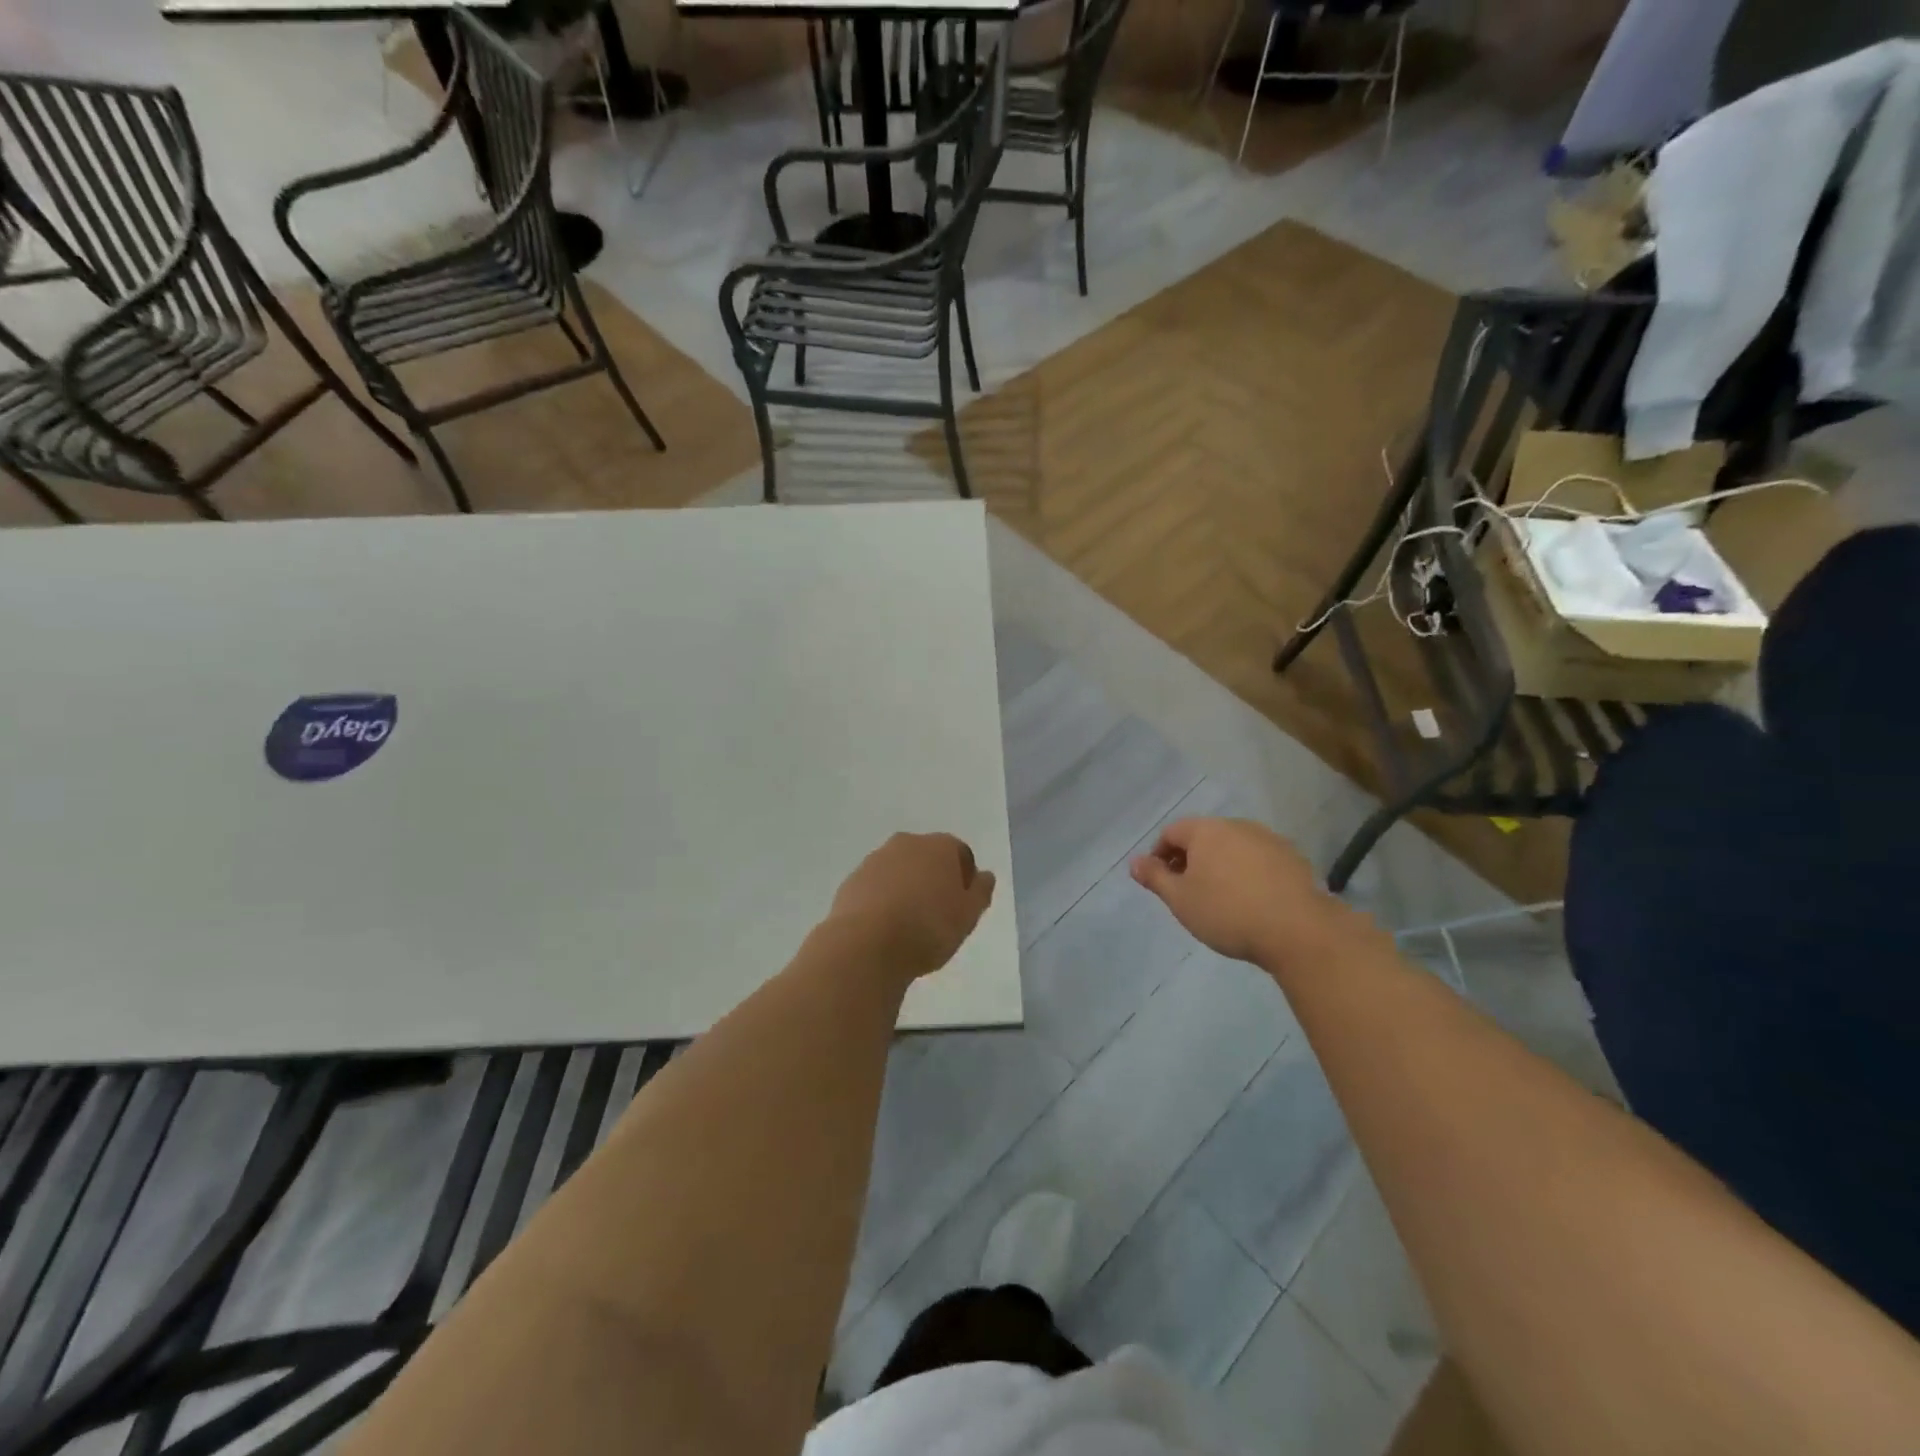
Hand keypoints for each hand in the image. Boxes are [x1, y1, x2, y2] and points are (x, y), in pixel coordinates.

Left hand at [827, 833, 996, 981]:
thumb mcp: (968, 915)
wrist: (866, 944)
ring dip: (907, 888)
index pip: (960, 853)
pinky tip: (885, 928)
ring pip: (899, 871)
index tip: (963, 905)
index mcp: (939, 846)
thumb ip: (981, 892)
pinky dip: (883, 900)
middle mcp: (907, 843)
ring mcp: (875, 860)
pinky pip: (876, 887)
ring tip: (909, 924)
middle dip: (934, 879)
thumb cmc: (928, 928)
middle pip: (927, 858)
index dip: (965, 878)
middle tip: (938, 914)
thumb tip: (984, 876)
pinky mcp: (852, 881)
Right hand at [1130, 817, 1351, 969]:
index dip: (1159, 855)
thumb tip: (1134, 861)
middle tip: (1186, 891)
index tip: (1160, 882)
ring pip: (1233, 847)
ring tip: (1219, 898)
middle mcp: (1237, 826)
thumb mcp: (1180, 900)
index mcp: (1205, 830)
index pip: (1172, 832)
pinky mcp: (1293, 858)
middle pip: (1203, 836)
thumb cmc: (1228, 912)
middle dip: (1190, 859)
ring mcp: (1268, 840)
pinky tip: (1251, 901)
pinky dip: (1247, 873)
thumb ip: (1155, 877)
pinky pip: (1258, 860)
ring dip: (1220, 866)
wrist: (1298, 930)